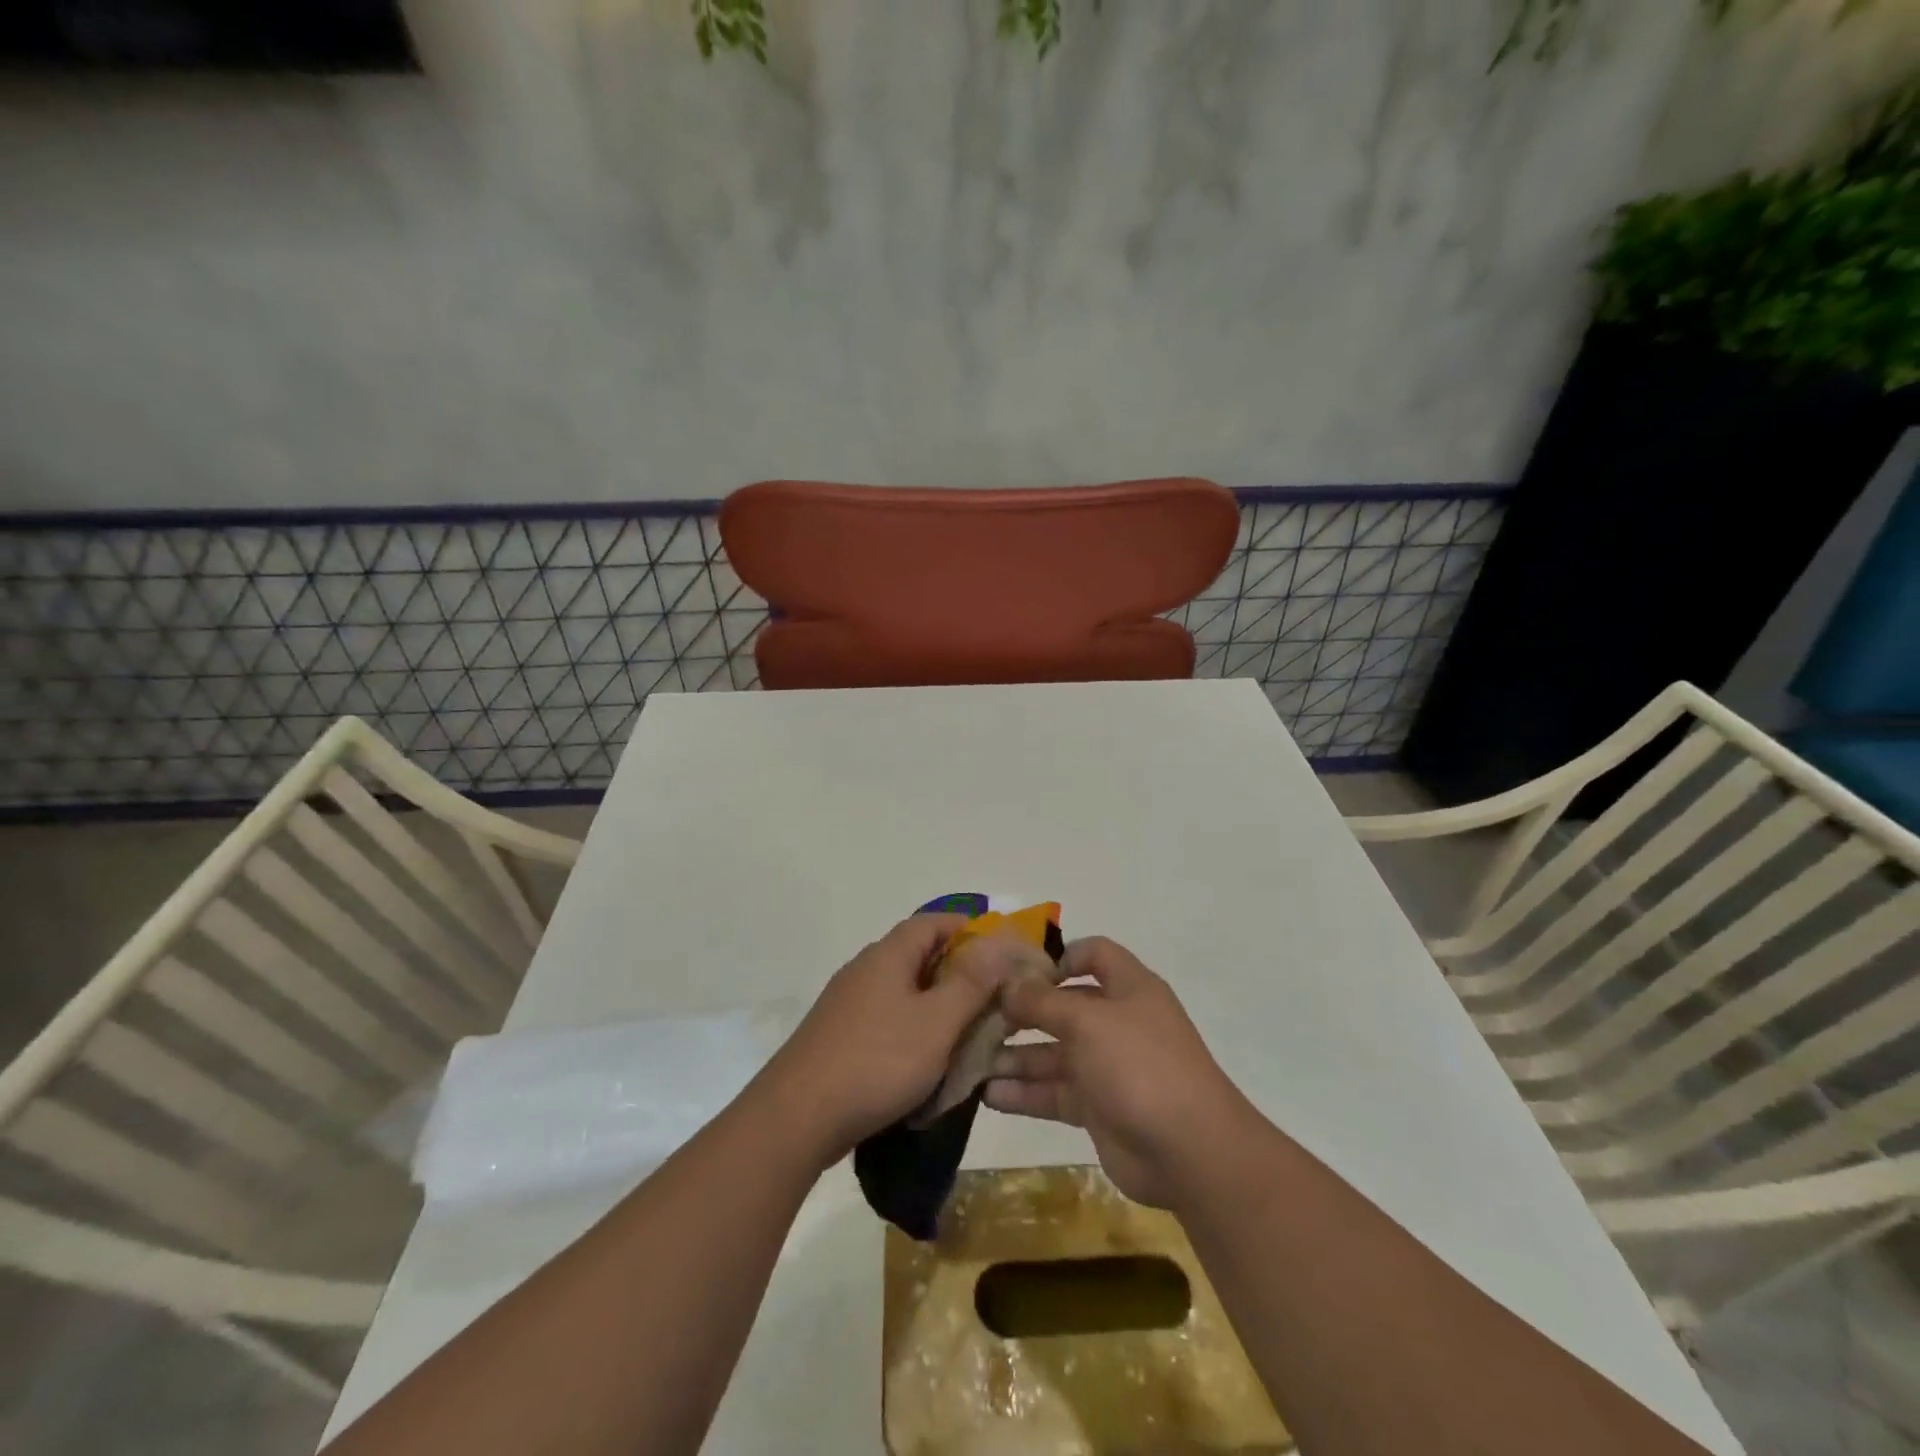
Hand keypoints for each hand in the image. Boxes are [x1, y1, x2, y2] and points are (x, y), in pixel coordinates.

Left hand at [756, 915, 1015, 1167]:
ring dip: (936, 1004)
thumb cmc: (877, 1061)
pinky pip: (886, 1019)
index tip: (1000, 953)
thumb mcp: (936, 1022)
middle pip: (918, 955)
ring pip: (903, 990)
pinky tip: (926, 1060)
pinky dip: (913, 1029)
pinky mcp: (838, 1036)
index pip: (933, 922)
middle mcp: (865, 969)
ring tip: (966, 1032)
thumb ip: (970, 983)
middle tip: (992, 998)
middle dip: (958, 972)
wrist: (797, 1118)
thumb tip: (996, 942)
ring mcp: (847, 1004)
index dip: (968, 929)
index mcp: (888, 955)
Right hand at [985, 936, 1255, 1207]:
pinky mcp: (1098, 1108)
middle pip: (1063, 1006)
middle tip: (976, 1018)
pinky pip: (1054, 1092)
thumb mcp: (1087, 1021)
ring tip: (970, 1060)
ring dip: (1014, 1056)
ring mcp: (1107, 1066)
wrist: (1190, 1151)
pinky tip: (987, 1096)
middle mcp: (1117, 1021)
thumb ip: (1043, 1001)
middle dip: (1021, 1012)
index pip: (1094, 954)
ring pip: (1053, 1053)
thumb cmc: (1139, 1065)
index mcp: (1128, 988)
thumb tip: (1008, 982)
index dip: (1059, 957)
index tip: (1018, 972)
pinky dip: (1024, 1093)